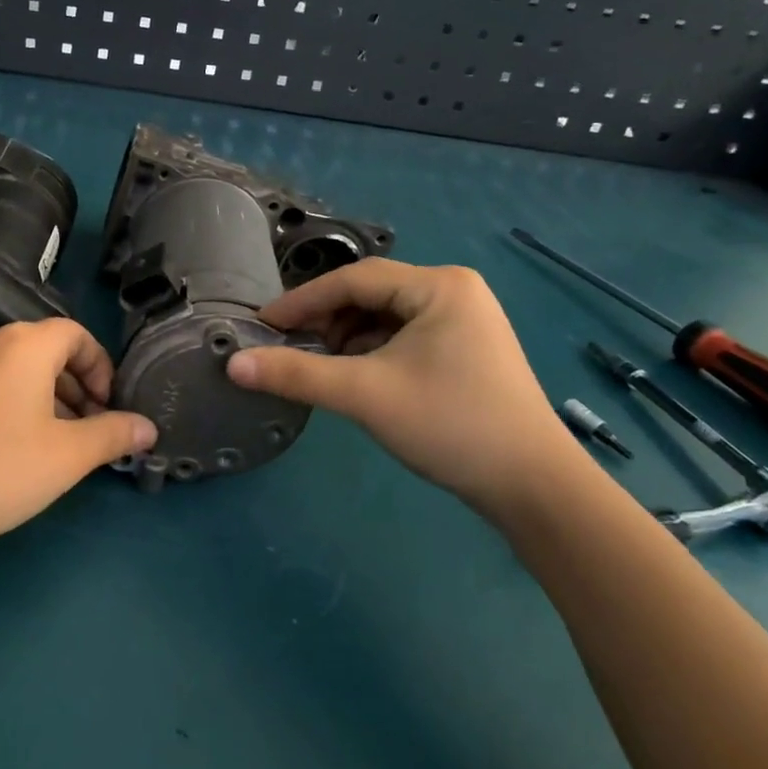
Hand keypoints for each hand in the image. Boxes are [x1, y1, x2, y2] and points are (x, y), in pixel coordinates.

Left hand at [0, 319, 156, 550]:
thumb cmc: (0, 469)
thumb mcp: (68, 455)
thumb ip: (113, 434)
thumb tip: (148, 427)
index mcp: (25, 344)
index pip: (77, 334)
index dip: (102, 367)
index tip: (109, 407)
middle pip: (49, 350)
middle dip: (79, 385)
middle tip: (91, 429)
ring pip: (20, 368)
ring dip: (50, 396)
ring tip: (60, 443)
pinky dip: (18, 402)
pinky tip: (18, 448)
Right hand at [226, 260, 581, 518]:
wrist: (534, 487)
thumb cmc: (451, 426)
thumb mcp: (365, 395)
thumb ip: (296, 375)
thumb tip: (233, 364)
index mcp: (439, 285)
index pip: (353, 280)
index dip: (301, 301)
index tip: (261, 325)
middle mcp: (454, 290)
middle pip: (370, 294)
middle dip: (326, 320)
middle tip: (288, 347)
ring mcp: (465, 319)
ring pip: (385, 316)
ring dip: (347, 337)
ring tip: (319, 366)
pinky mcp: (466, 348)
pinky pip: (404, 336)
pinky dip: (372, 351)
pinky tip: (355, 375)